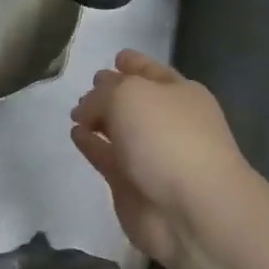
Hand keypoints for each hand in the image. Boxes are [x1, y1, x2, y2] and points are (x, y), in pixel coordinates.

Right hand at [70, 51, 257, 265]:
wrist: (193, 211)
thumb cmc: (167, 137)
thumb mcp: (128, 94)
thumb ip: (101, 94)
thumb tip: (87, 109)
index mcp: (178, 93)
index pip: (151, 71)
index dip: (133, 62)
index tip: (114, 58)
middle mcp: (167, 121)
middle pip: (134, 100)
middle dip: (112, 91)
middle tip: (88, 88)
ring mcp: (151, 155)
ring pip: (120, 129)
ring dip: (99, 119)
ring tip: (76, 113)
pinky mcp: (132, 185)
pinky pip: (107, 157)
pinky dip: (91, 145)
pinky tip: (75, 134)